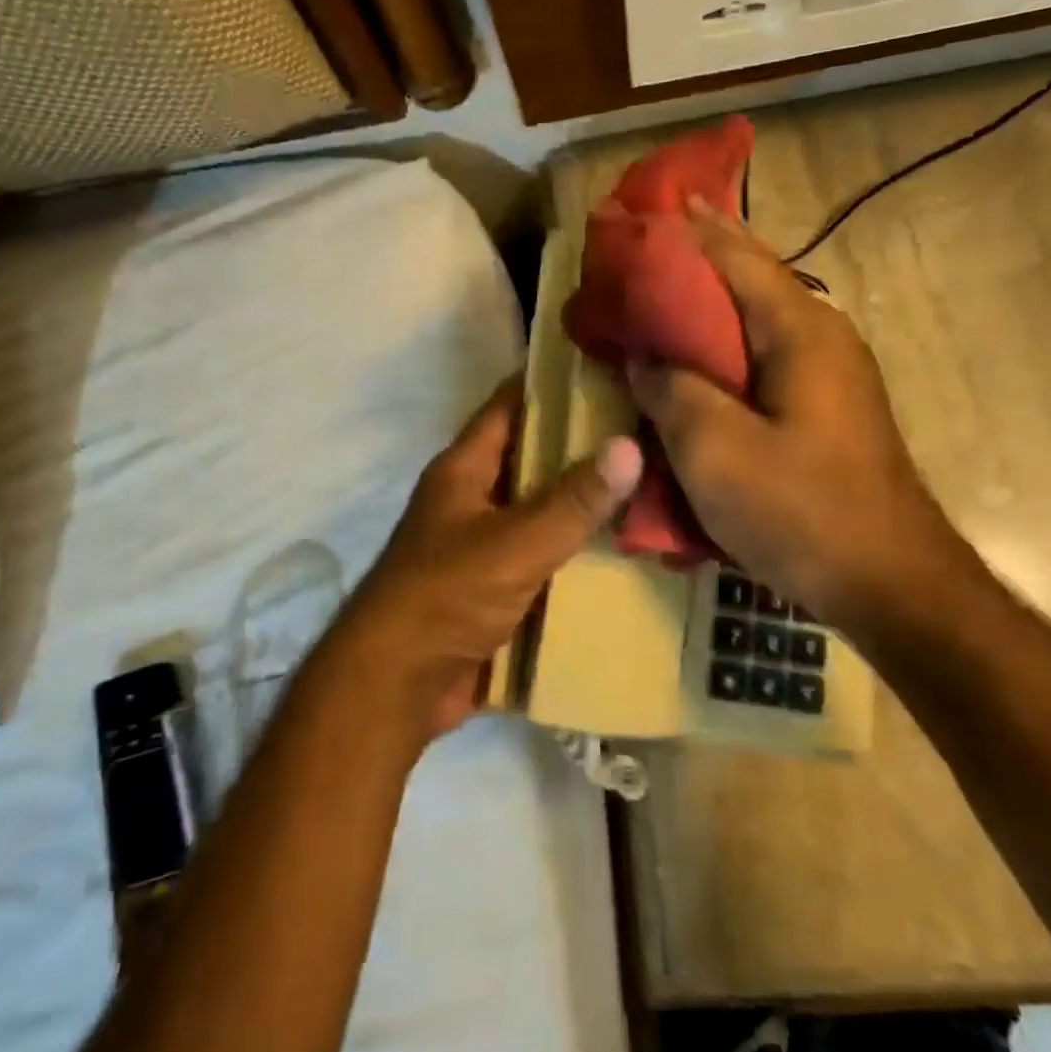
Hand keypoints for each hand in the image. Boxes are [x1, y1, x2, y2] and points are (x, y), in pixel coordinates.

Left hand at [334, 380, 642, 737]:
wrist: (396, 685)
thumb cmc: (445, 596)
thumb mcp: (514, 543)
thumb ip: (572, 500)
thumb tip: (630, 445)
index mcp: (464, 469)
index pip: (511, 405)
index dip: (554, 383)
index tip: (609, 366)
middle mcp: (473, 498)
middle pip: (533, 457)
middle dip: (584, 444)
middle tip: (650, 428)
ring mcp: (485, 544)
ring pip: (544, 509)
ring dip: (586, 502)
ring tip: (654, 483)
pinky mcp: (497, 587)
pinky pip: (546, 556)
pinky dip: (579, 551)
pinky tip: (628, 549)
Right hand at [627, 201, 977, 640]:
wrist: (890, 582)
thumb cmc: (802, 510)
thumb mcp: (715, 450)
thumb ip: (672, 391)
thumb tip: (646, 357)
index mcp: (800, 331)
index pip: (737, 257)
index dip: (692, 229)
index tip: (653, 203)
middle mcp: (821, 339)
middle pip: (751, 282)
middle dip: (699, 260)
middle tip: (646, 248)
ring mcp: (829, 378)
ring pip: (756, 324)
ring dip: (709, 307)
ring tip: (660, 300)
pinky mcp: (823, 413)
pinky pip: (762, 362)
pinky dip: (723, 351)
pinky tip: (695, 365)